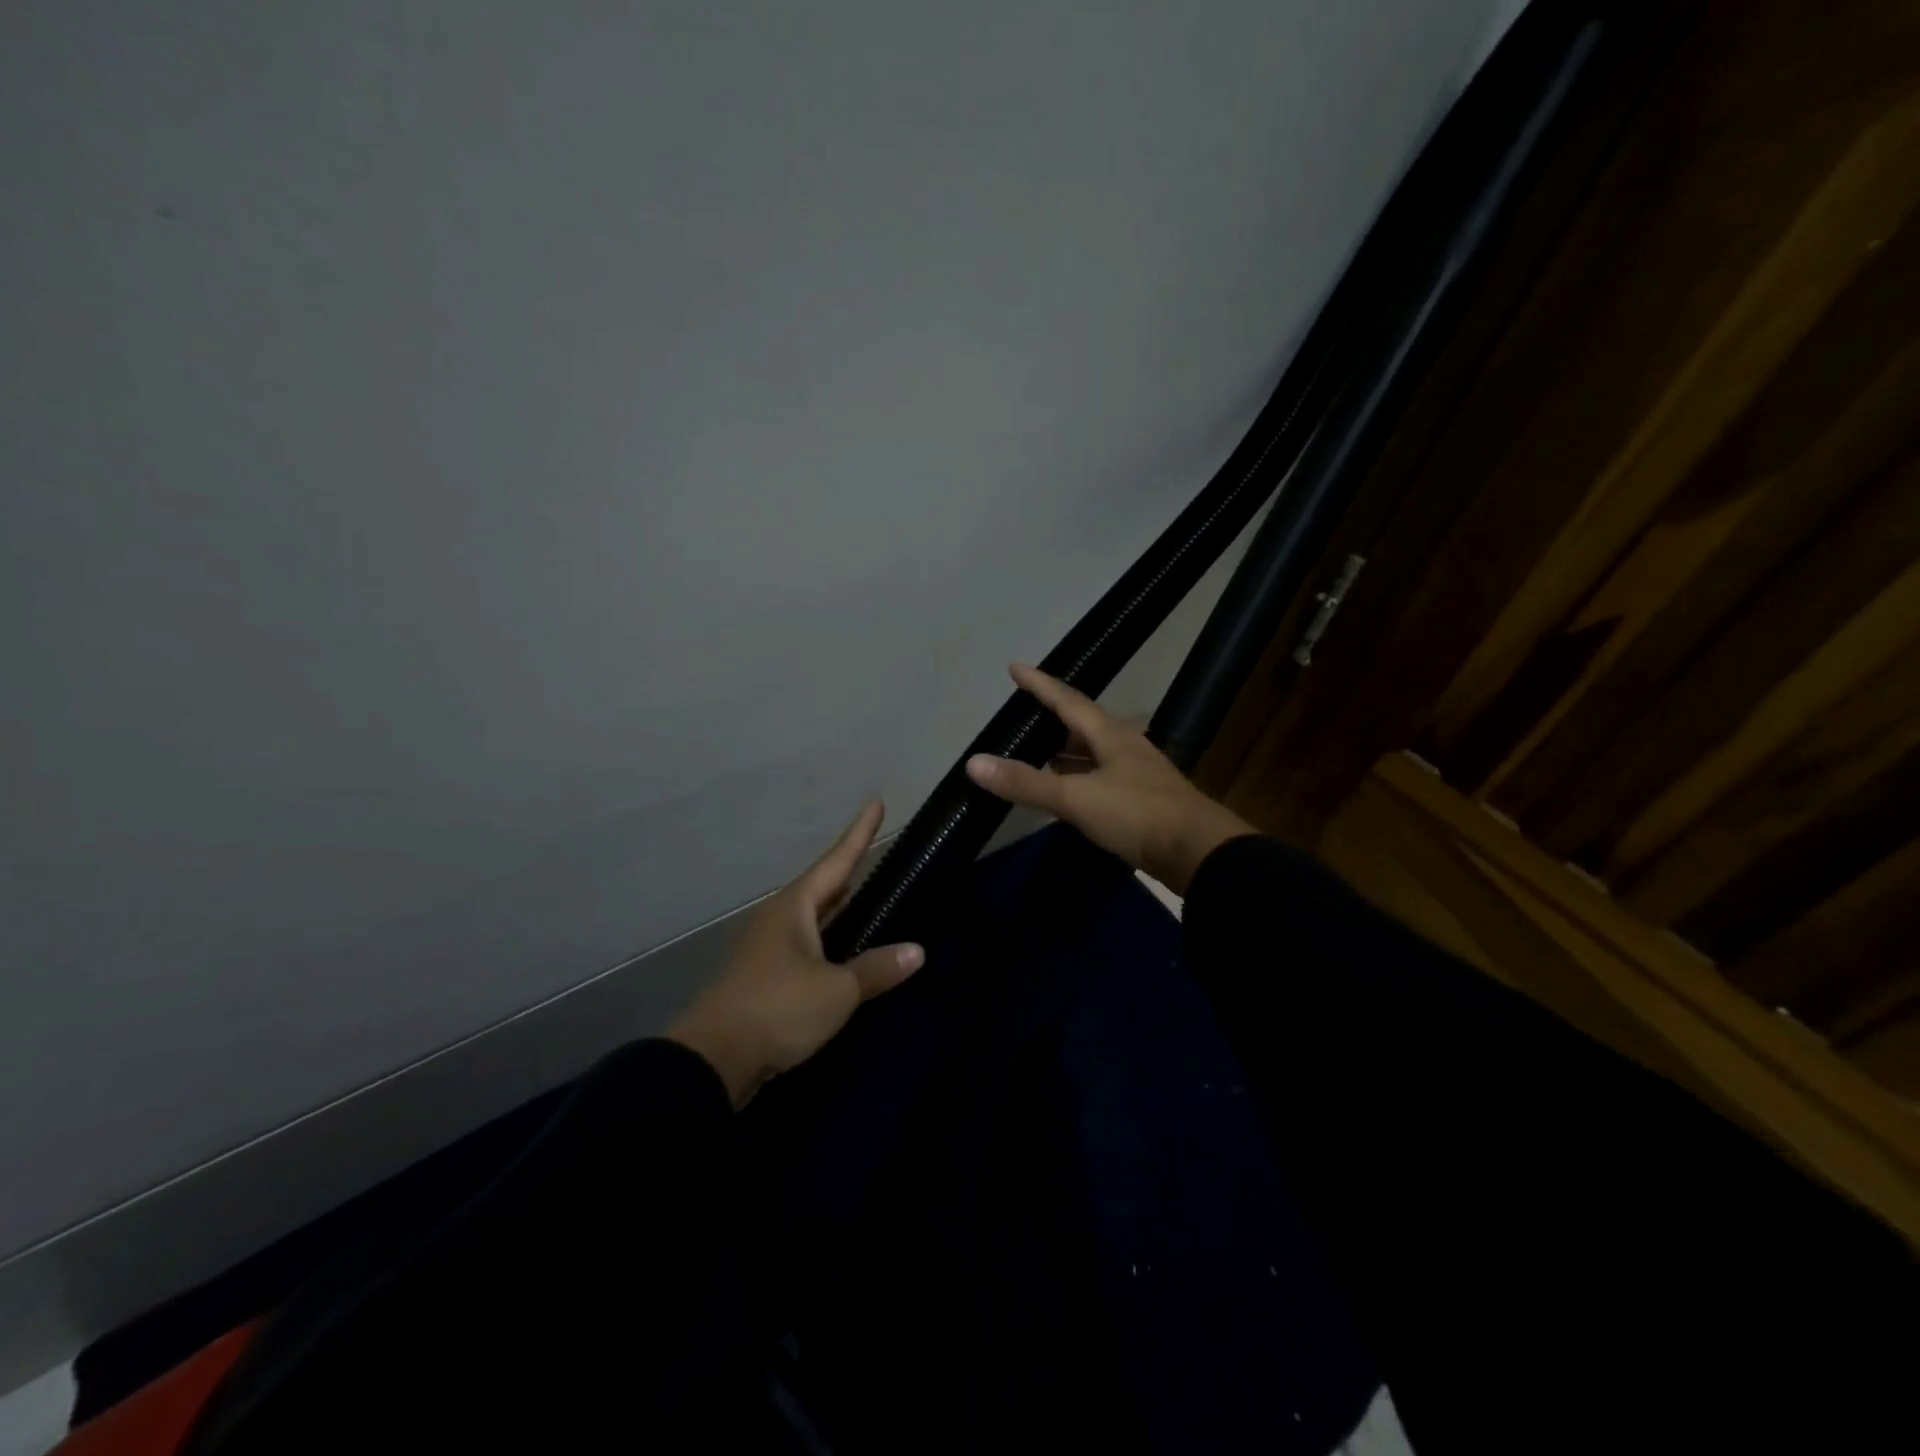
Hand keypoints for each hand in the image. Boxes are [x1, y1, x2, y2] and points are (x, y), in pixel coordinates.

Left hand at [667, 802, 923, 1107]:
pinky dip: (830, 939)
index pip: (837, 860)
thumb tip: (917, 951)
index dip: (860, 833)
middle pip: (823, 886)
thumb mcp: (837, 990)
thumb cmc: (778, 1009)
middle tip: (879, 854)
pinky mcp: (766, 977)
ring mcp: (768, 948)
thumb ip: (876, 969)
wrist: (713, 1060)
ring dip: (840, 907)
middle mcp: (780, 919)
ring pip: (814, 917)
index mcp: (795, 908)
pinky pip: (807, 945)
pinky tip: (845, 951)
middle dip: (850, 870)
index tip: (876, 803)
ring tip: (868, 897)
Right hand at [965, 663, 1253, 895]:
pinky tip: (1067, 791)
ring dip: (1065, 750)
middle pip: (1082, 723)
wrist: (1198, 853)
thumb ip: (1026, 783)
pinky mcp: (1141, 800)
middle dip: (1053, 716)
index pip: (1067, 699)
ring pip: (1092, 752)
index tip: (1015, 668)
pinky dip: (1077, 778)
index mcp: (1110, 734)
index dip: (1039, 684)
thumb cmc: (1138, 815)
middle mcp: (1124, 746)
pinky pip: (1100, 777)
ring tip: (1037, 750)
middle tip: (1024, 713)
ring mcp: (1136, 773)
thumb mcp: (1077, 798)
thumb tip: (974, 762)